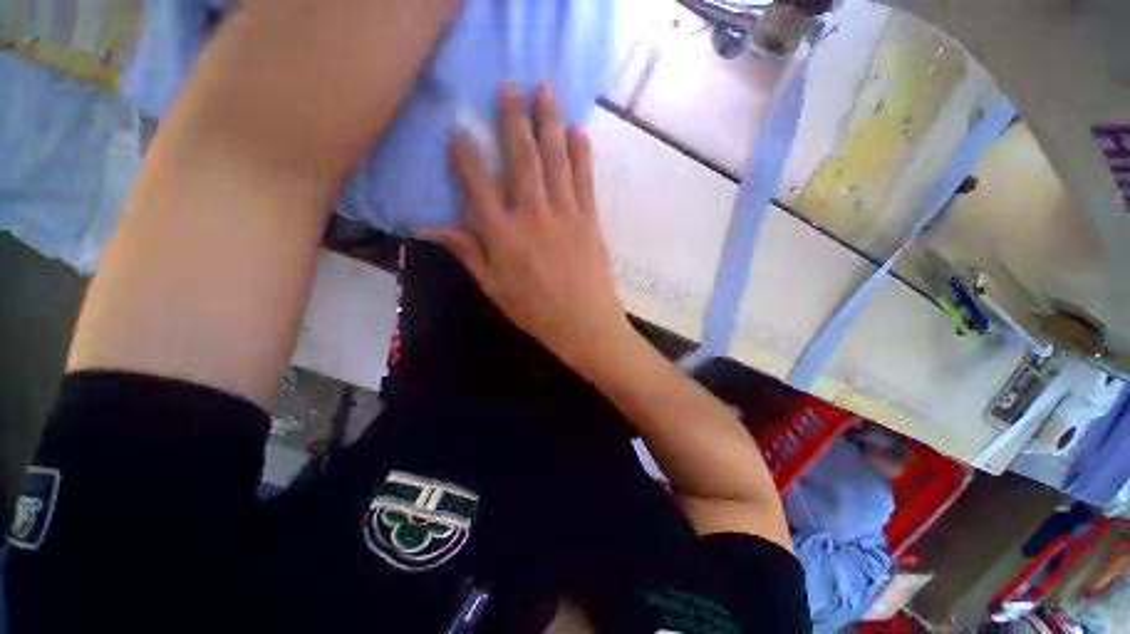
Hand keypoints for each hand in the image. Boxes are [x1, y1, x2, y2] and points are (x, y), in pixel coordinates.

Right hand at [423, 84, 631, 372]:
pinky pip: (585, 180)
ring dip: (550, 123)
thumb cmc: (536, 311)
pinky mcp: (590, 220)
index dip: (467, 154)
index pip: (478, 184)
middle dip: (514, 120)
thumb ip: (466, 252)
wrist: (584, 324)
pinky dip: (581, 153)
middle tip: (510, 86)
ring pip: (556, 161)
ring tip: (545, 91)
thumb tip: (427, 226)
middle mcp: (533, 216)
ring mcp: (566, 215)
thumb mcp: (494, 287)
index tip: (460, 127)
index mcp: (503, 236)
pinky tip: (578, 130)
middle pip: (522, 160)